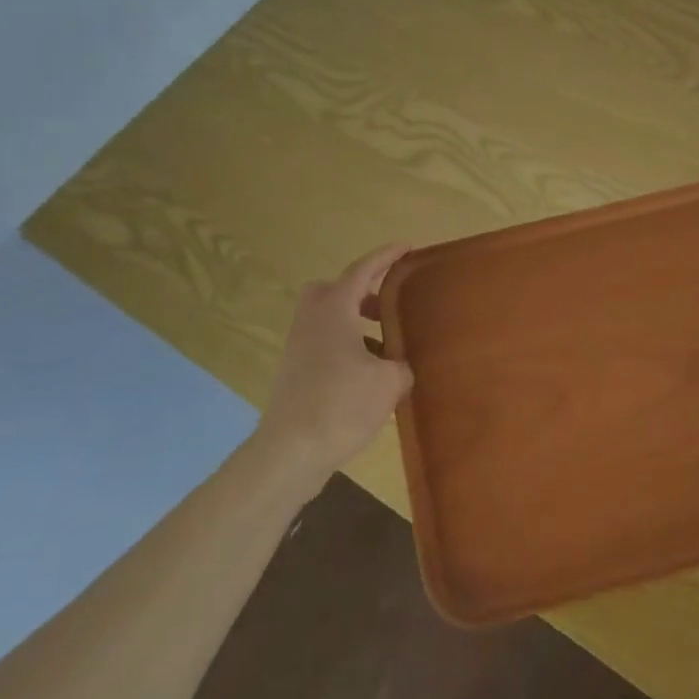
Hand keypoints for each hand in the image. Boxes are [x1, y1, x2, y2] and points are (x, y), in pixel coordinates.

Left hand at [256, 243, 413, 489]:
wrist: (290, 451)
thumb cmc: (342, 404)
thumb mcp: (389, 381)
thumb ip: (401, 364)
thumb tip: (401, 365)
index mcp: (334, 309)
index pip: (363, 270)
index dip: (386, 256)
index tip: (407, 247)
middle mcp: (312, 320)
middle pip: (334, 289)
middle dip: (361, 291)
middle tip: (388, 304)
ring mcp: (299, 347)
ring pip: (329, 319)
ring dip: (356, 323)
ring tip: (387, 345)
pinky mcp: (295, 372)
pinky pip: (325, 344)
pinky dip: (348, 347)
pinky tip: (370, 375)